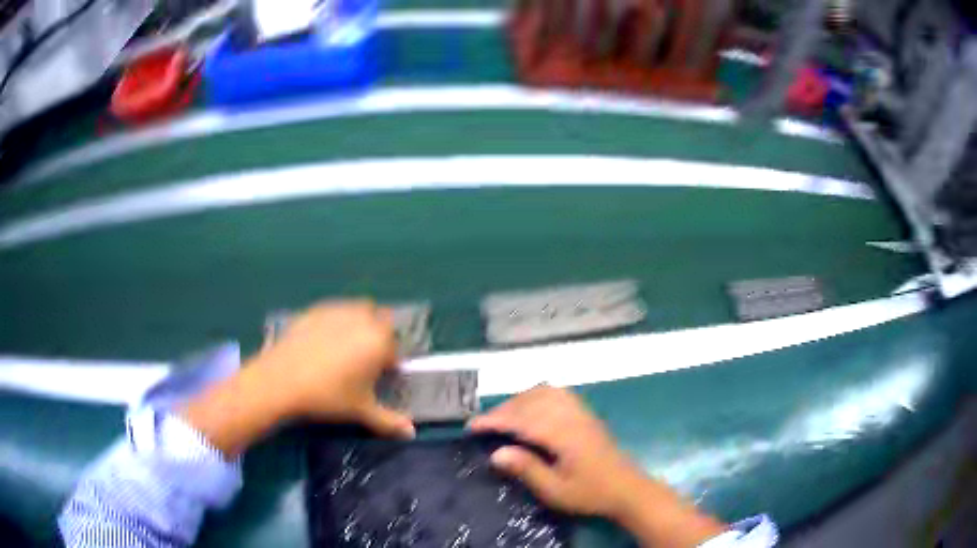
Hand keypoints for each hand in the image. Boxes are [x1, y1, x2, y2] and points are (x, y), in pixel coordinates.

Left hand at [252, 300, 414, 437]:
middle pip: (380, 321)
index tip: (378, 377)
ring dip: (358, 325)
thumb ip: (389, 421)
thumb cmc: (328, 396)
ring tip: (342, 351)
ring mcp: (337, 310)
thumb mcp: (361, 411)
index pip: (395, 348)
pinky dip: (334, 324)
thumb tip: (411, 433)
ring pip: (357, 311)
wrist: (281, 379)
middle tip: (362, 362)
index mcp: (379, 341)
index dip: (389, 362)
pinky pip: (334, 312)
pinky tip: (320, 344)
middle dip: (377, 337)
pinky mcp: (315, 309)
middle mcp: (362, 318)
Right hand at [468, 386, 726, 547]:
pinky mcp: (585, 412)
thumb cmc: (589, 493)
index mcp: (564, 434)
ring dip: (519, 400)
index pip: (522, 419)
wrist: (626, 488)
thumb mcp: (555, 490)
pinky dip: (536, 395)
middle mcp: (572, 415)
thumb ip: (526, 469)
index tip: (472, 426)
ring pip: (544, 392)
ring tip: (504, 416)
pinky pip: (557, 393)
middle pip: (531, 401)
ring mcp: (581, 411)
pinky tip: (530, 408)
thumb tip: (495, 452)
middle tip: (483, 425)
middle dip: (504, 409)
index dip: (495, 420)